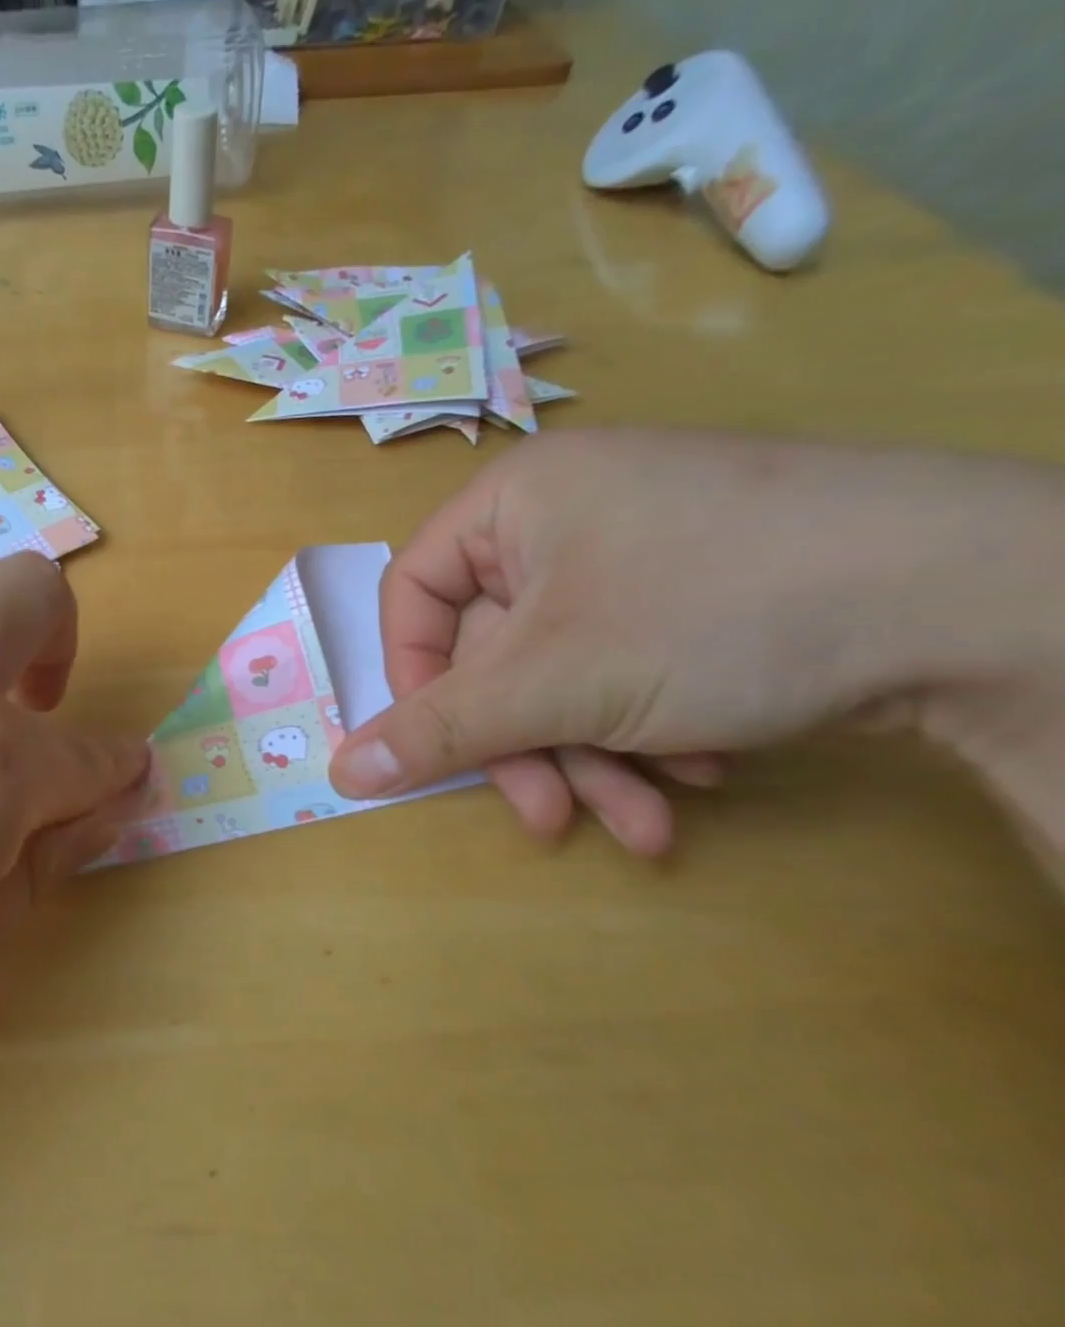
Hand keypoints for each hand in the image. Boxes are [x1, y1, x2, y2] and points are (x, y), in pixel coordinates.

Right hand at [329, 431, 1064, 855]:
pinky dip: (650, 729)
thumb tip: (339, 771)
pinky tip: (704, 768)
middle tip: (553, 818)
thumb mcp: (552, 682)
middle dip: (528, 746)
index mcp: (511, 502)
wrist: (988, 596)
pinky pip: (628, 665)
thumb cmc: (712, 610)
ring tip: (649, 824)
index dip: (415, 679)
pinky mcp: (702, 587)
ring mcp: (638, 550)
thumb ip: (434, 730)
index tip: (443, 748)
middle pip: (496, 648)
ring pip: (564, 671)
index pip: (413, 594)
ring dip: (592, 757)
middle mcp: (566, 514)